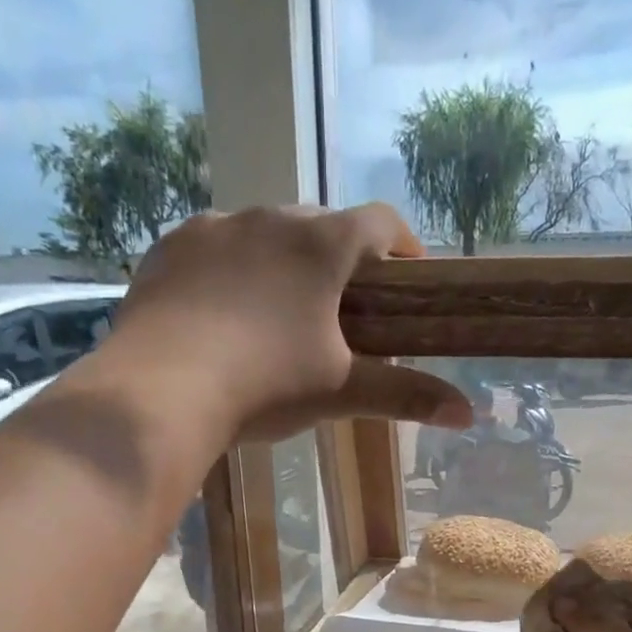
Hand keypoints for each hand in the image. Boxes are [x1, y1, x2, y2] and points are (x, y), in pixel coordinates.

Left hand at [98, 203, 473, 442]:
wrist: (162, 390)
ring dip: (282, 260)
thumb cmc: (265, 386)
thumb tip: (469, 415)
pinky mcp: (169, 247)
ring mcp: (213, 226)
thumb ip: (405, 396)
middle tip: (344, 304)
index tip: (410, 275)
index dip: (403, 244)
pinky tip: (224, 310)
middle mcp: (269, 216)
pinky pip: (213, 246)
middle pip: (321, 222)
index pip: (380, 222)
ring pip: (263, 231)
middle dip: (340, 256)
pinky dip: (231, 269)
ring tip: (280, 309)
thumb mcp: (341, 392)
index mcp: (320, 245)